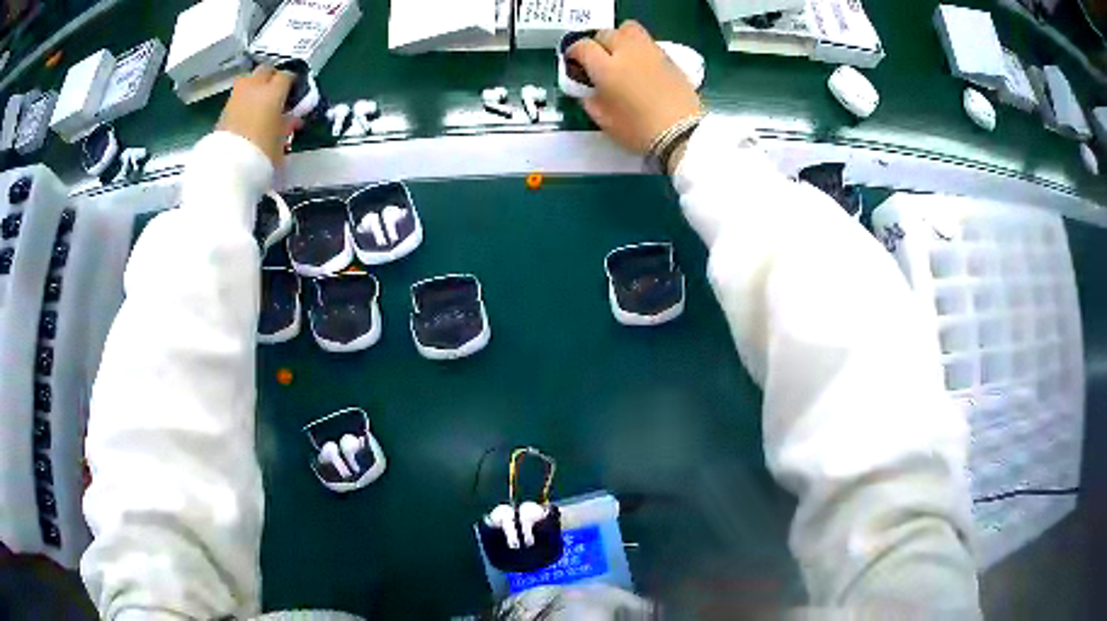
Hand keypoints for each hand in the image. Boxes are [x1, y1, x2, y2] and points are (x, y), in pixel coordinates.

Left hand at [216, 65, 301, 165]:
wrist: (228, 169)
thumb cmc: (262, 154)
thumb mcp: (282, 141)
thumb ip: (287, 125)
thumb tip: (292, 118)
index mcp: (273, 91)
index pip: (287, 76)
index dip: (292, 83)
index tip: (295, 94)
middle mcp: (254, 87)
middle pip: (265, 70)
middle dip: (272, 77)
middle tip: (277, 93)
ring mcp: (236, 97)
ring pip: (248, 80)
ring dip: (255, 86)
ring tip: (260, 102)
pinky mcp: (223, 111)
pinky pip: (238, 97)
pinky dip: (244, 101)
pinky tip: (247, 115)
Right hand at [567, 21, 701, 155]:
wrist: (682, 134)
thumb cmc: (639, 131)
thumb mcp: (605, 121)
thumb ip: (590, 100)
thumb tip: (587, 90)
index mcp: (606, 68)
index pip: (583, 46)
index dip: (574, 52)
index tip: (574, 61)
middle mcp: (627, 52)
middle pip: (606, 33)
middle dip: (598, 43)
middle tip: (598, 59)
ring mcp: (650, 51)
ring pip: (628, 29)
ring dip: (620, 37)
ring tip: (621, 54)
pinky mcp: (669, 57)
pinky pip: (647, 42)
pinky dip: (639, 47)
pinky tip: (641, 65)